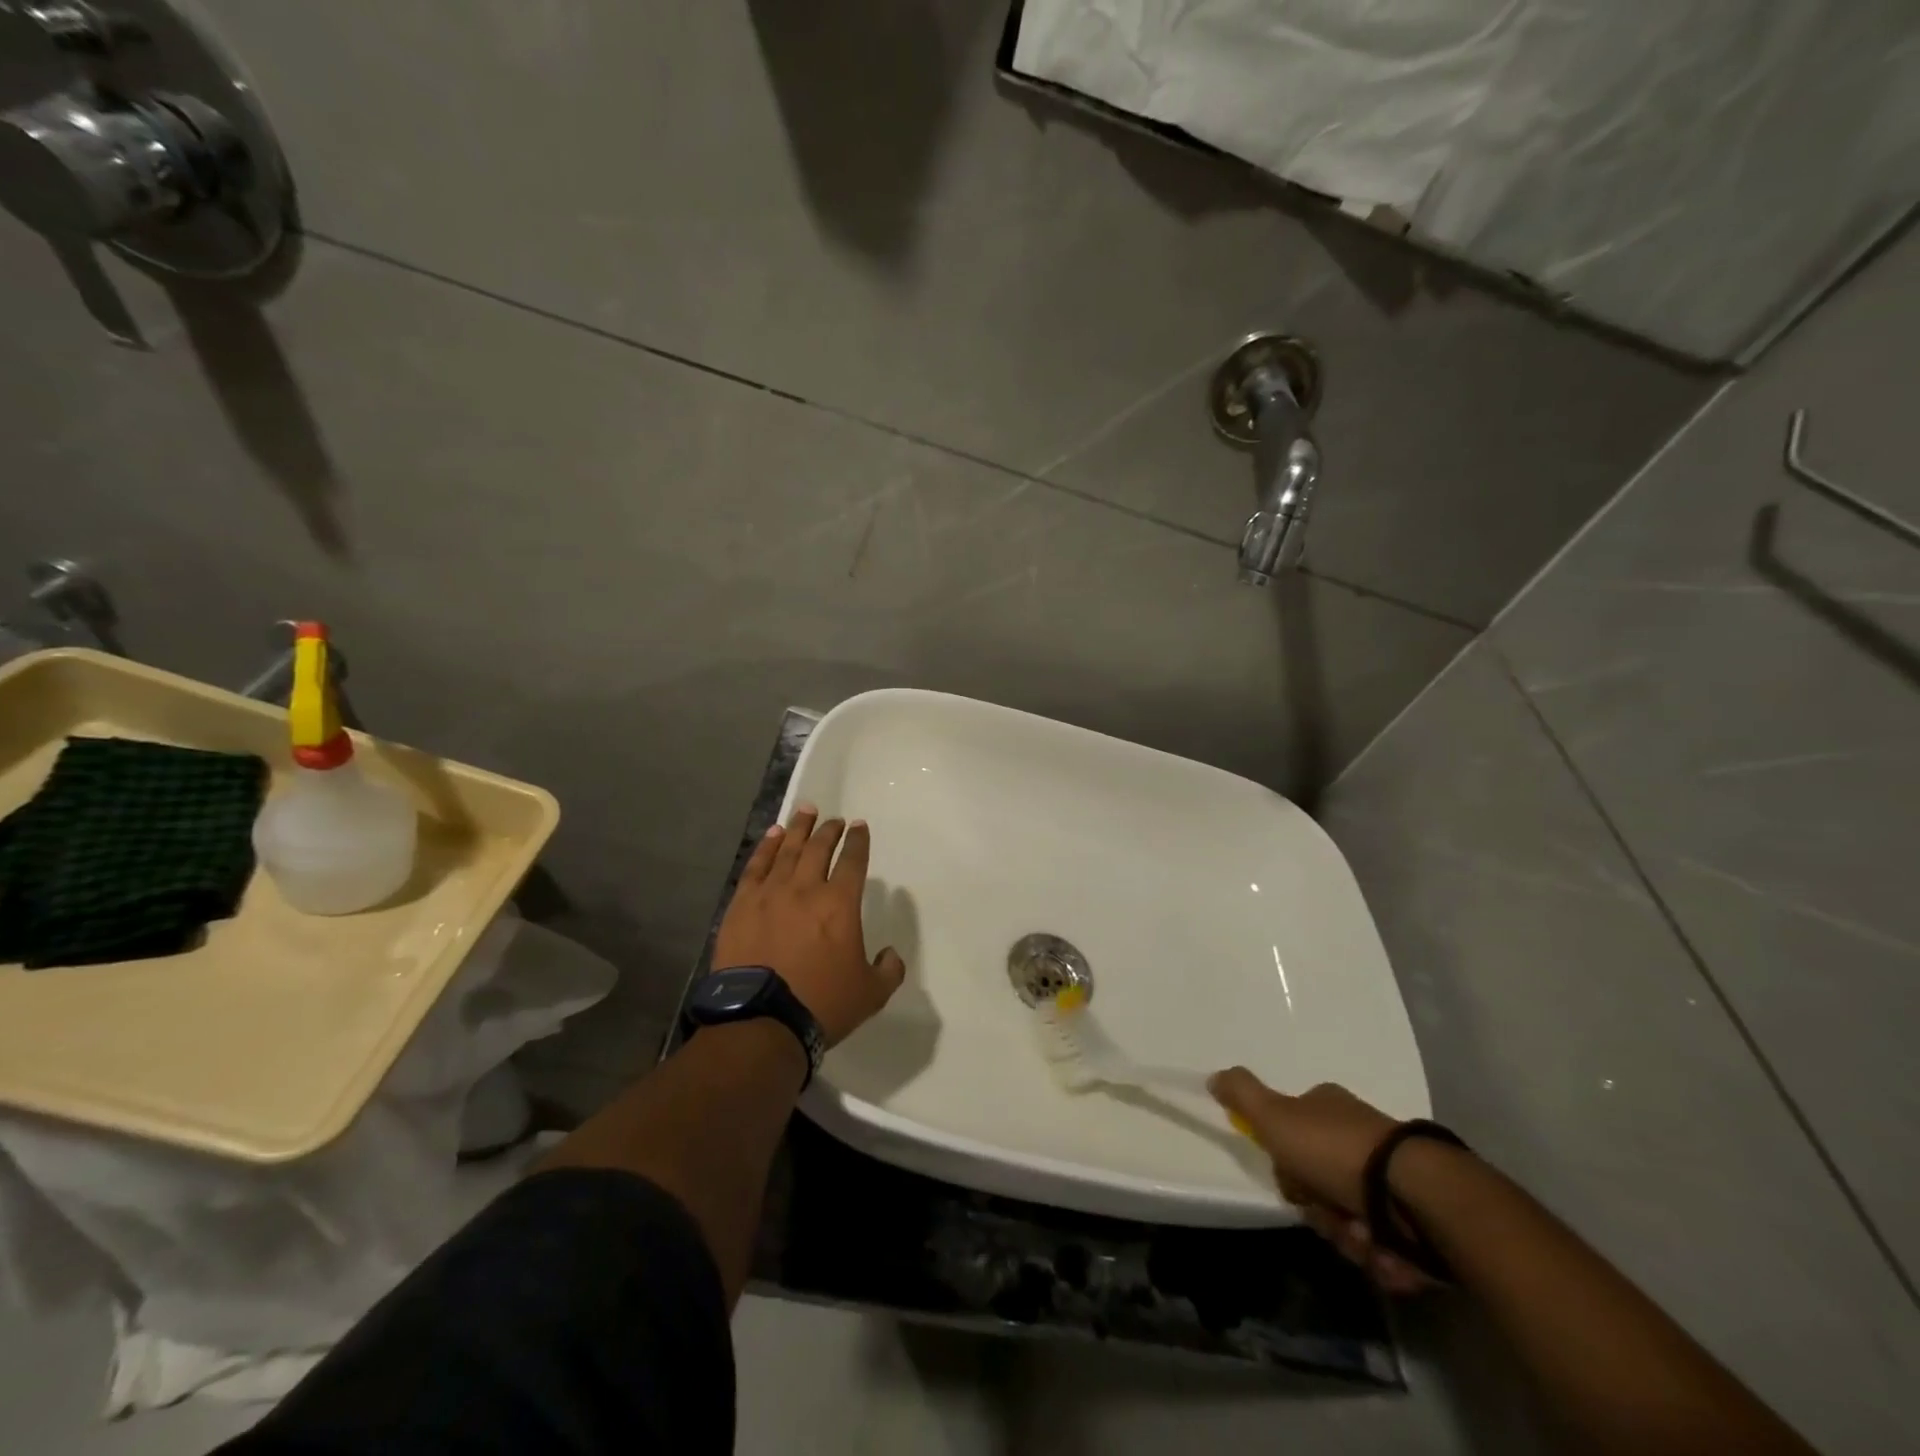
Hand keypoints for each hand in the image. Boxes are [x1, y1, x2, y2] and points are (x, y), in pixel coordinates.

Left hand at [712, 804, 905, 1046]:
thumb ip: (888, 970)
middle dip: (830, 831)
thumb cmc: (821, 1004)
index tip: (860, 827)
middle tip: (835, 821)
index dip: (858, 841)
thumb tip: (890, 954)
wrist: (761, 1020)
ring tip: (806, 811)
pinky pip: (756, 866)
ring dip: (799, 828)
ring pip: (787, 850)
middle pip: (819, 848)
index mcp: (840, 904)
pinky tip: (772, 835)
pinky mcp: (741, 905)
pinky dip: (766, 847)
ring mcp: (770, 894)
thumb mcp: (871, 994)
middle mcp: (806, 888)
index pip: (853, 861)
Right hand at [1209, 1070, 1434, 1295]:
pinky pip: (1387, 1247)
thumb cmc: (1336, 1150)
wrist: (1417, 1194)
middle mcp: (1361, 1137)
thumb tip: (1213, 1076)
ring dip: (1350, 1238)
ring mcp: (1394, 1178)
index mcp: (1329, 1109)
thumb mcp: (1275, 1117)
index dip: (1288, 1165)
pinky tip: (1385, 1254)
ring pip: (1352, 1220)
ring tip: (1363, 1241)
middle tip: (1328, 1217)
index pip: (1294, 1135)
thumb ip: (1242, 1095)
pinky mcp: (1422, 1219)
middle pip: (1321, 1184)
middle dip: (1321, 1211)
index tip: (1292, 1182)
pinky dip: (1382, 1257)